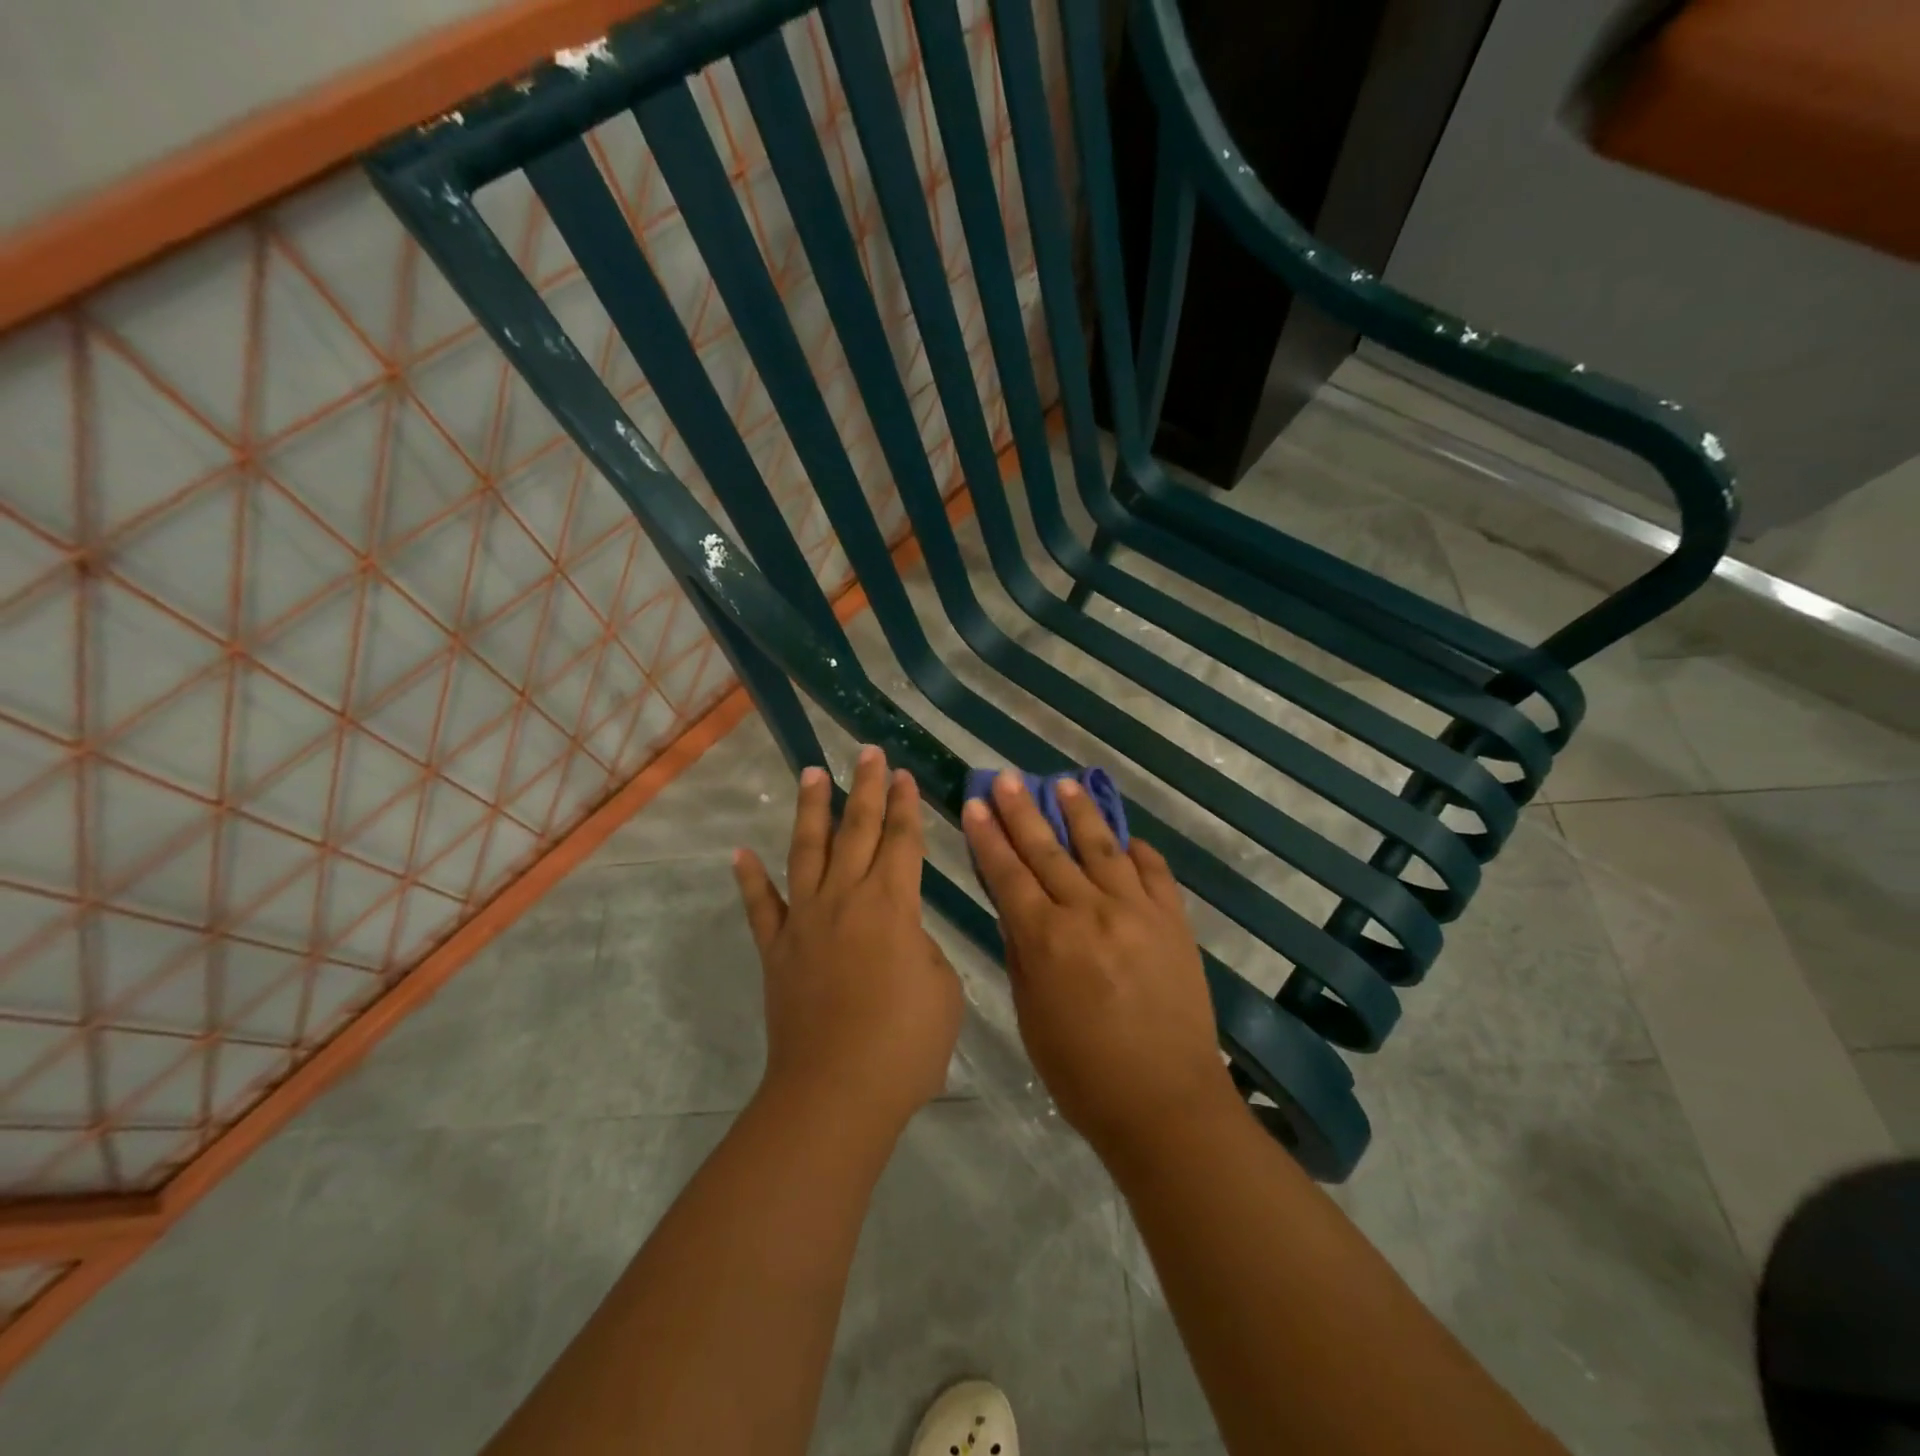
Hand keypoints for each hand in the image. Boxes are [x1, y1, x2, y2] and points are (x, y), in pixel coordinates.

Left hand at [733, 747, 962, 1137]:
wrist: (836, 1092)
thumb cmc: (905, 1044)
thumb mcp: (942, 989)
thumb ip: (922, 949)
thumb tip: (901, 937)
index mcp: (892, 904)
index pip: (902, 840)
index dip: (905, 805)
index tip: (904, 774)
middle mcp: (845, 898)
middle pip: (857, 830)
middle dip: (866, 788)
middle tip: (868, 752)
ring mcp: (804, 921)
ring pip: (807, 851)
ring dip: (811, 809)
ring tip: (811, 773)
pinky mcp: (776, 950)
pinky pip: (760, 906)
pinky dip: (749, 879)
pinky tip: (740, 853)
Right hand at [962, 772, 1236, 1157]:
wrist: (1166, 1103)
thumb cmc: (1083, 1072)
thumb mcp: (1032, 1016)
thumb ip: (1022, 954)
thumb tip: (1015, 911)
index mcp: (1047, 940)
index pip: (1008, 874)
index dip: (988, 837)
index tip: (974, 804)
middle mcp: (1090, 913)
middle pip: (1048, 851)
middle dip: (1022, 811)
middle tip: (1007, 778)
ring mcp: (1137, 912)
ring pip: (1102, 848)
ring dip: (1080, 814)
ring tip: (1064, 784)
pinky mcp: (1173, 921)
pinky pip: (1154, 873)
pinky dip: (1137, 851)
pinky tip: (1125, 838)